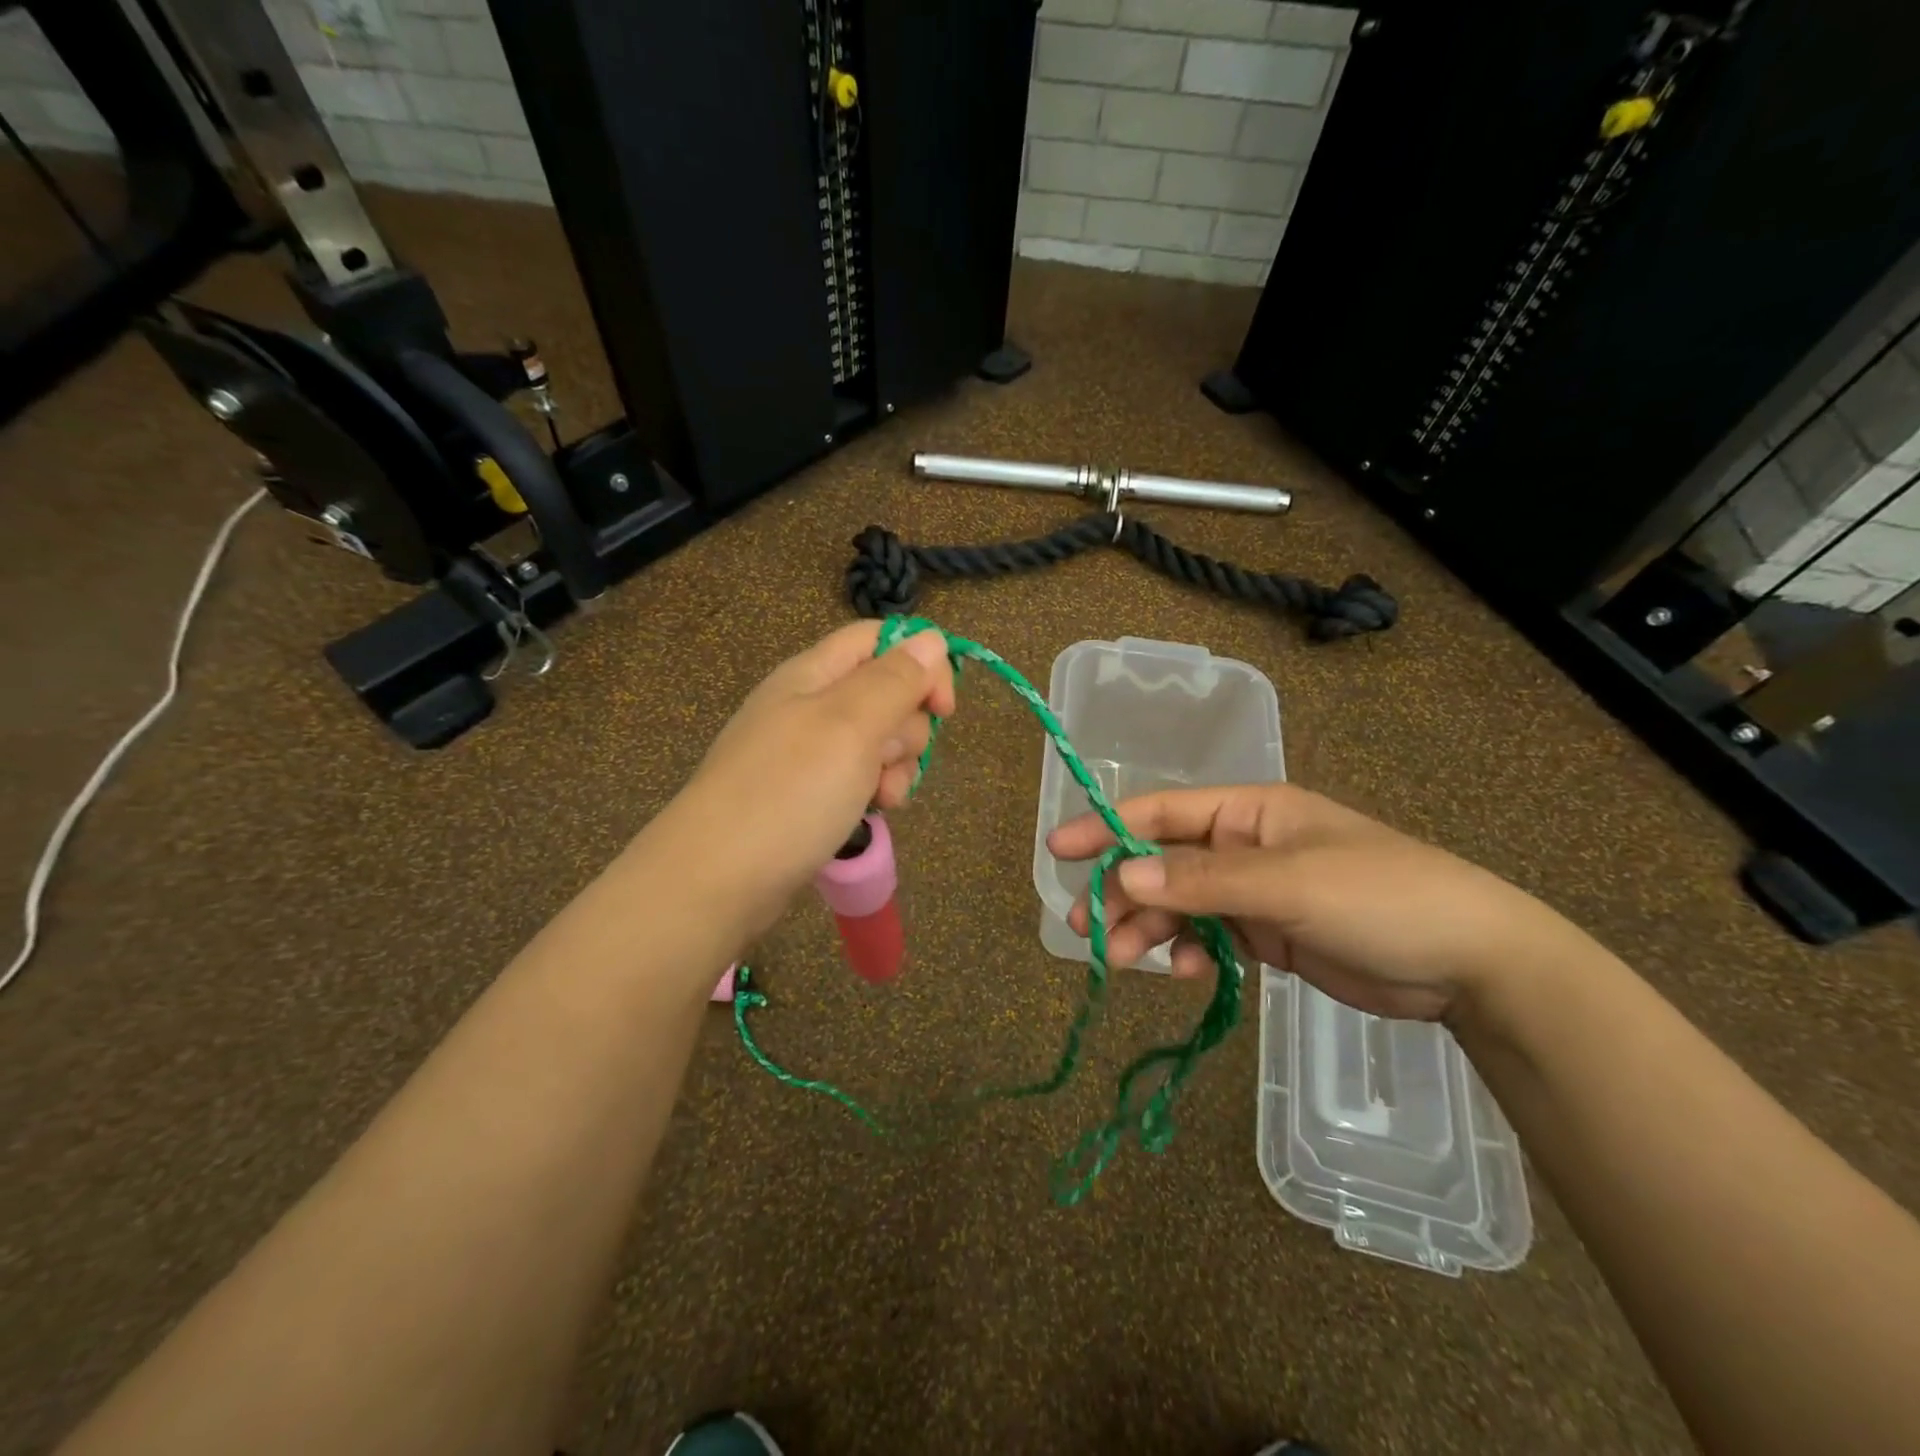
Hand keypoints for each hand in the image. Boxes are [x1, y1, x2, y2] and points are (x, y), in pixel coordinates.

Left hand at [654, 620, 954, 935]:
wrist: (717, 879)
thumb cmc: (788, 792)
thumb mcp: (850, 725)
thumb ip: (894, 679)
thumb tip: (931, 638)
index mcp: (813, 674)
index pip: (879, 640)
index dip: (921, 664)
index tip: (945, 709)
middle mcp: (811, 705)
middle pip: (887, 692)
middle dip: (906, 728)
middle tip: (885, 760)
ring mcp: (809, 752)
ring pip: (880, 740)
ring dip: (895, 766)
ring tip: (881, 797)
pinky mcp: (809, 792)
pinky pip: (860, 776)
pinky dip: (874, 792)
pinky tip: (872, 813)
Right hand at [1047, 783, 1578, 1022]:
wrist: (1470, 963)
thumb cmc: (1380, 897)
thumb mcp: (1287, 883)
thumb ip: (1203, 880)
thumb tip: (1125, 873)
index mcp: (1248, 812)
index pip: (1162, 812)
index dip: (1106, 828)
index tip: (1057, 849)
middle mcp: (1243, 846)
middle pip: (1162, 863)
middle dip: (1124, 893)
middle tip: (1086, 930)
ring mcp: (1254, 892)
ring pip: (1180, 905)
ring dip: (1149, 929)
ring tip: (1122, 961)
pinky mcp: (1267, 935)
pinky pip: (1209, 938)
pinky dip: (1191, 953)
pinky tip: (1189, 974)